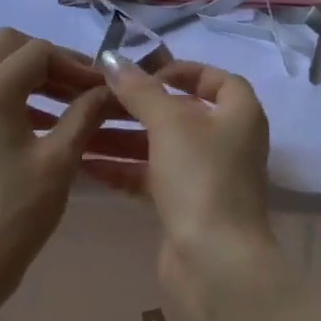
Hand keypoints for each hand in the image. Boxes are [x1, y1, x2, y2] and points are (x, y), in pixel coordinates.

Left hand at [0, 29, 143, 304]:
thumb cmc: (17, 212)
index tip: (102, 88)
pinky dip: (17, 96)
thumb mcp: (60, 160)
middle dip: (49, 59)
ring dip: (33, 77)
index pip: (37, 51)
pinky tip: (46, 124)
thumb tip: (108, 90)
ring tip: (71, 105)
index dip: (75, 63)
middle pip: (8, 46)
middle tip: (81, 87)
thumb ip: (85, 115)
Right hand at [97, 57, 279, 304]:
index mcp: (239, 114)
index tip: (145, 72)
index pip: (217, 79)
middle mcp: (227, 142)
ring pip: (161, 147)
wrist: (214, 260)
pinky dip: (124, 169)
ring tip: (81, 130)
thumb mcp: (169, 123)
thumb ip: (140, 89)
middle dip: (138, 106)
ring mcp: (207, 176)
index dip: (184, 70)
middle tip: (97, 98)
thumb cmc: (200, 177)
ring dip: (123, 138)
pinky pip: (151, 178)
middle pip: (180, 113)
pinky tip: (86, 165)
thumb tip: (114, 60)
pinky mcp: (185, 206)